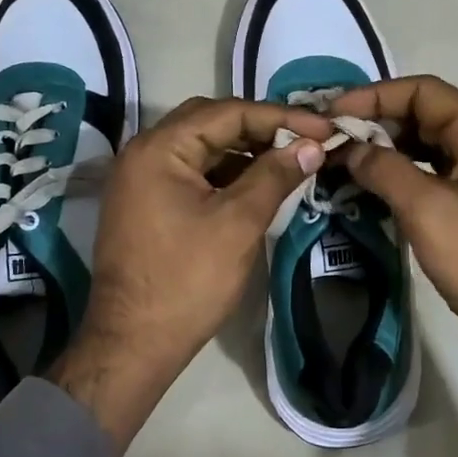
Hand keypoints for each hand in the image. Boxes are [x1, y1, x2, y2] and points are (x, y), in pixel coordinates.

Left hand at [52, 98, 329, 452]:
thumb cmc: (188, 280)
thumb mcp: (238, 223)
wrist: (133, 344)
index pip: (228, 112)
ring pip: (202, 147)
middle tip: (306, 140)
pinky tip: (257, 184)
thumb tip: (313, 145)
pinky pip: (191, 172)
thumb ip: (275, 175)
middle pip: (211, 122)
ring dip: (244, 150)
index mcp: (159, 148)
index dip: (280, 117)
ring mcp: (141, 179)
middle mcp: (143, 152)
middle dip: (261, 128)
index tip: (324, 129)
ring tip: (290, 160)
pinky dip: (225, 173)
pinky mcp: (146, 203)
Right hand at [326, 75, 457, 455]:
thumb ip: (383, 169)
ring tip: (342, 158)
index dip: (374, 96)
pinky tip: (371, 184)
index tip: (333, 114)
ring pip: (425, 143)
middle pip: (423, 113)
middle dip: (376, 122)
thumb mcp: (426, 209)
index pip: (422, 91)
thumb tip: (349, 149)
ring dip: (385, 148)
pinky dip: (400, 172)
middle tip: (330, 138)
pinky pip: (431, 171)